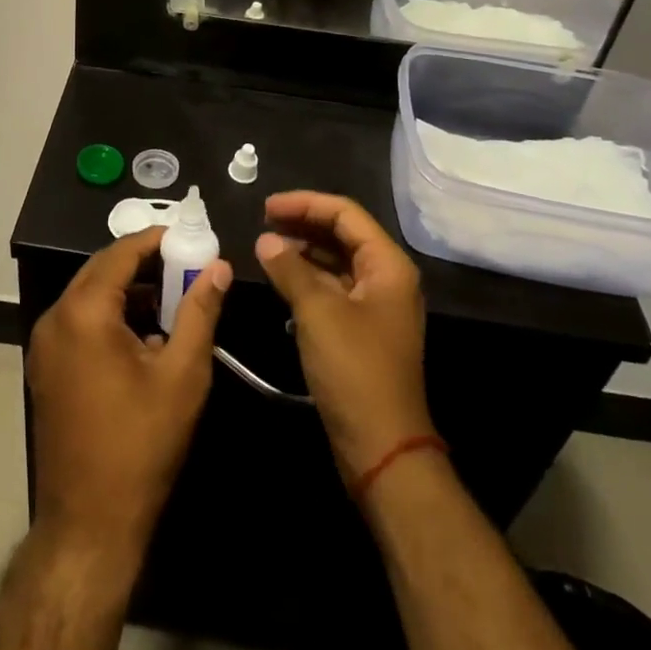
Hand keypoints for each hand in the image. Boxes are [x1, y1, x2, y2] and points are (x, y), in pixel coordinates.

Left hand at [27, 228, 231, 547]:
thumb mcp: (182, 374)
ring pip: (89, 296)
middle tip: (184, 264)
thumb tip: (218, 267)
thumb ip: (200, 312)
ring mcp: (44, 344)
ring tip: (171, 299)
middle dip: (143, 263)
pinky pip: (79, 321)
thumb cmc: (140, 444)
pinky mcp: (45, 367)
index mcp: (84, 312)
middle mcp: (55, 318)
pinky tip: (143, 335)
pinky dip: (109, 315)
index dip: (155, 239)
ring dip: (128, 290)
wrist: (89, 523)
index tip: (188, 236)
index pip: (120, 253)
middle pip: (101, 270)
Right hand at [255, 192, 432, 482]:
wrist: (382, 445)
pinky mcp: (362, 329)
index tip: (266, 207)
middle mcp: (387, 278)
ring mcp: (376, 305)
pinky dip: (308, 278)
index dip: (304, 203)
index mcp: (387, 265)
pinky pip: (334, 288)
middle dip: (303, 223)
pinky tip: (281, 280)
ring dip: (303, 251)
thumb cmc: (354, 369)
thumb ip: (290, 269)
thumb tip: (266, 241)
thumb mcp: (317, 312)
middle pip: (343, 234)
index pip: (345, 214)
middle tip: (263, 222)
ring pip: (337, 261)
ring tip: (267, 249)